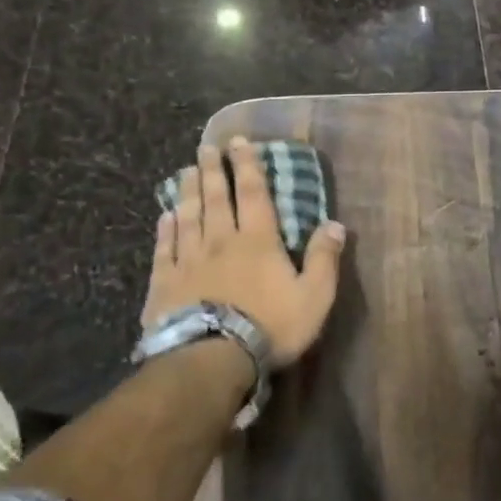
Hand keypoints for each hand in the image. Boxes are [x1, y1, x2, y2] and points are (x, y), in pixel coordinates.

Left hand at [141, 138, 346, 367]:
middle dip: (214, 170)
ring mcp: (189, 260)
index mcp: (258, 241)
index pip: (254, 194)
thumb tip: (335, 224)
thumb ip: (324, 258)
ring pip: (188, 216)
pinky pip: (164, 248)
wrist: (211, 359)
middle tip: (206, 147)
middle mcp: (221, 241)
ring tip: (185, 171)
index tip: (239, 142)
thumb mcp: (314, 296)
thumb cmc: (270, 326)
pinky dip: (165, 229)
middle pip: (216, 198)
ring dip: (188, 191)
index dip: (248, 166)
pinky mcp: (165, 283)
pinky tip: (165, 216)